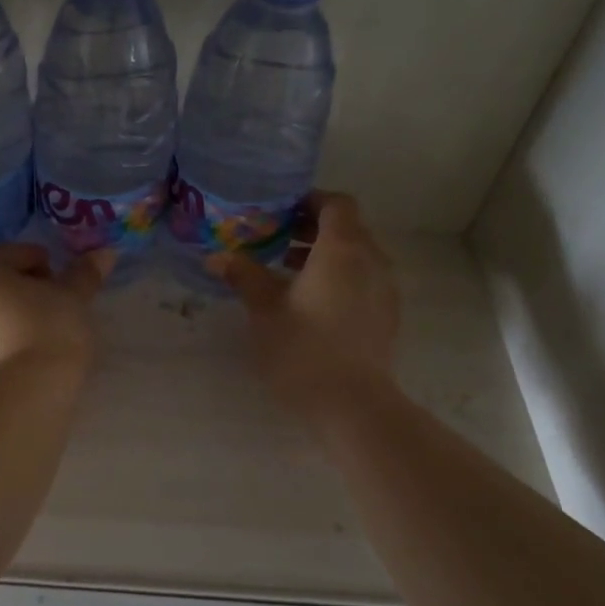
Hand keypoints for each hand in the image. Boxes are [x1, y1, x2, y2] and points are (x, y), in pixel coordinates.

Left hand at [0, 244, 113, 382]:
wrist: (26, 393)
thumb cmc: (48, 329)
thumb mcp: (74, 298)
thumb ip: (85, 273)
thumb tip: (105, 253)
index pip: (15, 253)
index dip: (45, 264)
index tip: (64, 285)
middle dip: (27, 289)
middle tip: (57, 305)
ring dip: (15, 315)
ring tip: (47, 332)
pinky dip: (6, 340)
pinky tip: (31, 354)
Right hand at [215, 193, 399, 413]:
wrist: (353, 405)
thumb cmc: (303, 349)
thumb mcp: (264, 310)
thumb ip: (244, 276)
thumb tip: (217, 256)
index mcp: (342, 249)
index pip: (336, 204)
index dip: (310, 200)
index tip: (281, 211)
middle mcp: (371, 260)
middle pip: (348, 228)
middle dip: (313, 228)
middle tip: (276, 240)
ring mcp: (385, 289)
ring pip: (357, 255)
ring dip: (326, 255)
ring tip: (289, 272)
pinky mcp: (388, 315)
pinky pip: (365, 280)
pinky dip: (341, 277)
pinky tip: (313, 303)